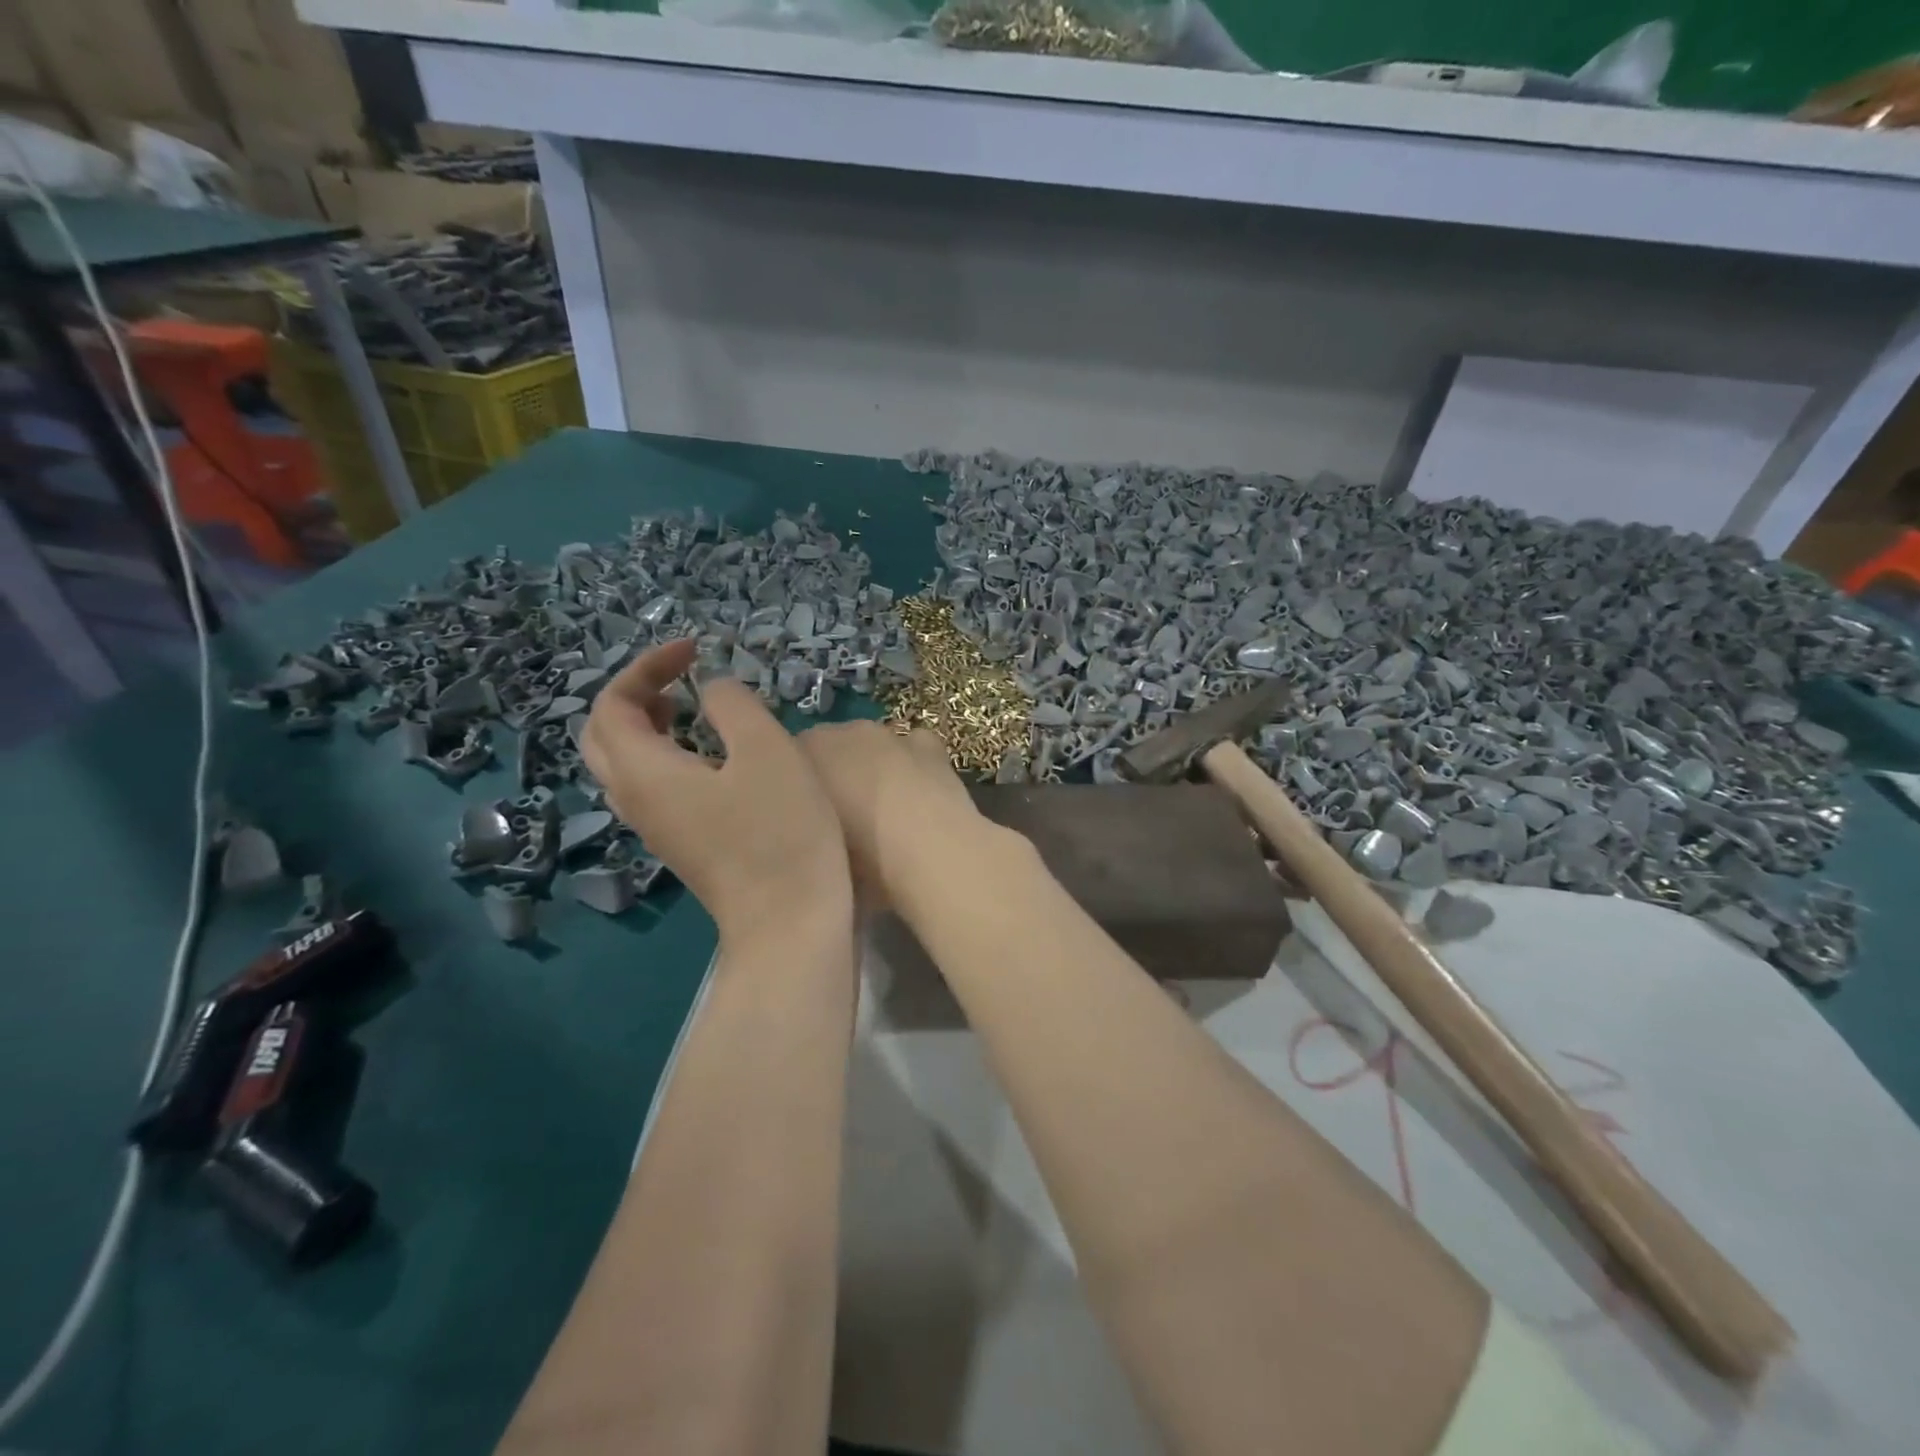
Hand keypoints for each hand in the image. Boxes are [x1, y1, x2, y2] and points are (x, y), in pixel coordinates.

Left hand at [583, 639, 851, 942]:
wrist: (790, 922)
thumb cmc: (782, 831)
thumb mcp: (766, 751)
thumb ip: (732, 705)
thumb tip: (713, 690)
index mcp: (645, 772)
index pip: (614, 704)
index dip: (647, 666)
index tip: (696, 651)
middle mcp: (636, 800)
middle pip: (603, 736)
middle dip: (634, 695)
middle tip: (680, 677)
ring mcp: (657, 828)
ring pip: (624, 764)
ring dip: (647, 725)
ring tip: (691, 706)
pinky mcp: (682, 844)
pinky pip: (651, 786)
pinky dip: (665, 754)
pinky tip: (711, 754)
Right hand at [794, 720, 984, 913]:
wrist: (929, 855)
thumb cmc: (859, 859)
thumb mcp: (815, 850)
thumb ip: (804, 826)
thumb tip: (807, 826)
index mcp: (806, 752)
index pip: (788, 759)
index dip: (794, 787)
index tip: (800, 815)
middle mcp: (844, 732)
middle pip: (831, 747)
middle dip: (833, 773)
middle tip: (839, 816)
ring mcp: (890, 734)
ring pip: (872, 746)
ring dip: (872, 767)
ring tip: (881, 809)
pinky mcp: (928, 744)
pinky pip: (912, 746)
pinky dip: (912, 761)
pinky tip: (917, 791)